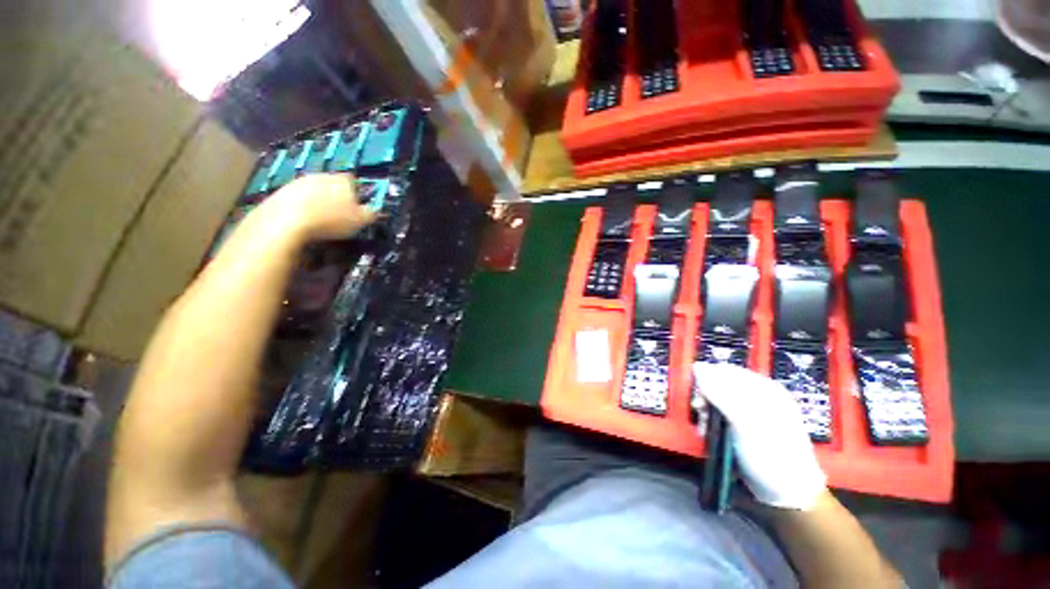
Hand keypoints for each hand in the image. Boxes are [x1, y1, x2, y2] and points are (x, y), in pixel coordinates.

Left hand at [260, 174, 378, 241]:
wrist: (286, 222)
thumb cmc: (331, 220)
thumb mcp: (361, 221)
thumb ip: (371, 213)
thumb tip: (376, 210)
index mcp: (342, 180)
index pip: (354, 182)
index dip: (357, 194)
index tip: (358, 208)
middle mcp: (321, 175)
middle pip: (333, 184)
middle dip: (337, 196)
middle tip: (341, 214)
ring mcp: (299, 182)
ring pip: (315, 190)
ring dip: (319, 201)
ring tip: (322, 220)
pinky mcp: (281, 191)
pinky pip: (298, 198)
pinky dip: (302, 207)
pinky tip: (305, 221)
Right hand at [692, 362, 826, 510]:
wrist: (787, 496)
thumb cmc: (772, 455)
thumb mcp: (746, 423)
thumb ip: (721, 394)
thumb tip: (697, 367)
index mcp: (764, 389)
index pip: (726, 370)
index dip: (707, 378)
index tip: (697, 395)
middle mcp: (757, 397)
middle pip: (719, 384)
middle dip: (706, 398)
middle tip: (700, 412)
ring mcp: (749, 414)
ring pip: (715, 401)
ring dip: (706, 413)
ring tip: (705, 428)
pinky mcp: (741, 429)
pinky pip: (718, 416)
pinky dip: (710, 423)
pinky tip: (709, 434)